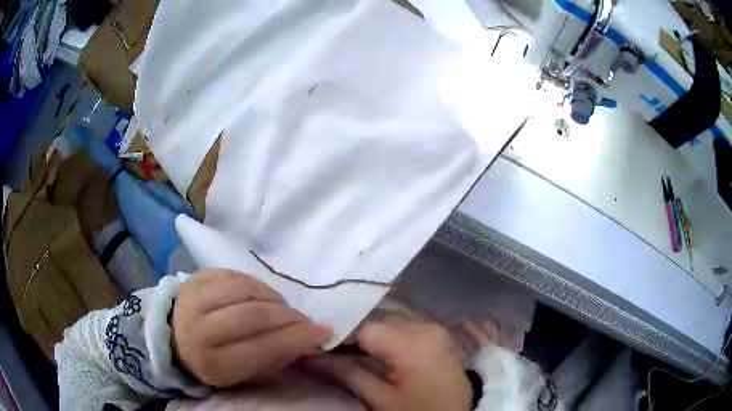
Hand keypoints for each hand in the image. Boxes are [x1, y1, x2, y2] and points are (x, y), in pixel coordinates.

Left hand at [172, 269, 330, 386]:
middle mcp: (199, 329)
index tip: (322, 333)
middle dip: (288, 317)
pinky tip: (261, 295)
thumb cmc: (213, 363)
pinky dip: (254, 283)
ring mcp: (194, 299)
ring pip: (244, 289)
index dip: (296, 339)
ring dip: (272, 297)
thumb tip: (309, 341)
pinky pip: (233, 274)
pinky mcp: (194, 279)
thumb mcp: (243, 375)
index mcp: (213, 362)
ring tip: (281, 308)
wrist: (173, 338)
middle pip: (253, 315)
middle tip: (304, 321)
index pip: (261, 348)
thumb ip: (275, 359)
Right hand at [308, 315, 470, 410]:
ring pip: (390, 320)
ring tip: (352, 352)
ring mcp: (435, 327)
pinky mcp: (438, 334)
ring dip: (369, 334)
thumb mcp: (381, 399)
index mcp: (414, 341)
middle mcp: (426, 325)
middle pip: (377, 319)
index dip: (340, 337)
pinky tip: (376, 351)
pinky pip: (404, 326)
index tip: (323, 349)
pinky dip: (386, 335)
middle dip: (353, 334)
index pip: (364, 327)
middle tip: (334, 351)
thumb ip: (346, 374)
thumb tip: (311, 356)